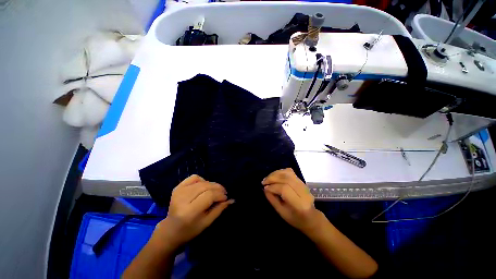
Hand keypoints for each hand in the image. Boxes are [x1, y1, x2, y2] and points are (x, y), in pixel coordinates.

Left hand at [153, 175, 233, 250]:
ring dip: (211, 184)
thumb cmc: (190, 230)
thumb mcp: (207, 222)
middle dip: (218, 188)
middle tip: (223, 193)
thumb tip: (232, 199)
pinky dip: (202, 180)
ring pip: (201, 181)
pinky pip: (194, 177)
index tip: (226, 197)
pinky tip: (204, 186)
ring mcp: (179, 191)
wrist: (170, 230)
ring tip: (215, 191)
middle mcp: (182, 199)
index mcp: (189, 211)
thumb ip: (220, 209)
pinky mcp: (177, 187)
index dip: (220, 194)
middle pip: (206, 186)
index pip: (209, 195)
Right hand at [263, 168, 322, 234]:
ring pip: (288, 173)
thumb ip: (273, 199)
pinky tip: (275, 175)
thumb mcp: (282, 212)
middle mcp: (303, 192)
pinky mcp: (302, 181)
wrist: (311, 217)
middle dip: (272, 178)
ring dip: (275, 173)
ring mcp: (304, 185)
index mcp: (299, 204)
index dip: (273, 187)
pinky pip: (290, 172)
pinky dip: (281, 172)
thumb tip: (265, 188)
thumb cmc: (295, 219)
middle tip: (264, 181)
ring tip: (268, 178)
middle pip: (286, 179)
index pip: (285, 189)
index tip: (264, 188)